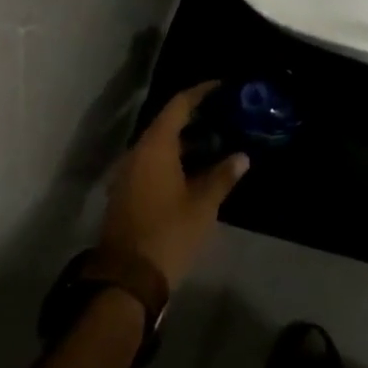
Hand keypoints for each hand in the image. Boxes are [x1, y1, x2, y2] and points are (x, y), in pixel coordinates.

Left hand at [100, 82, 247, 290]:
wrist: (126, 281)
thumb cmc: (168, 234)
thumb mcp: (203, 205)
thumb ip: (223, 176)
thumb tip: (242, 156)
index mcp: (155, 147)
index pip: (179, 105)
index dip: (201, 92)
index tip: (222, 86)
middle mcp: (137, 153)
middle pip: (167, 123)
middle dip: (196, 117)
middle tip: (225, 114)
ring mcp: (129, 174)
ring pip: (160, 145)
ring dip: (186, 140)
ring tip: (217, 139)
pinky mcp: (127, 193)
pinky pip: (153, 163)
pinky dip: (175, 158)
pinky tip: (197, 168)